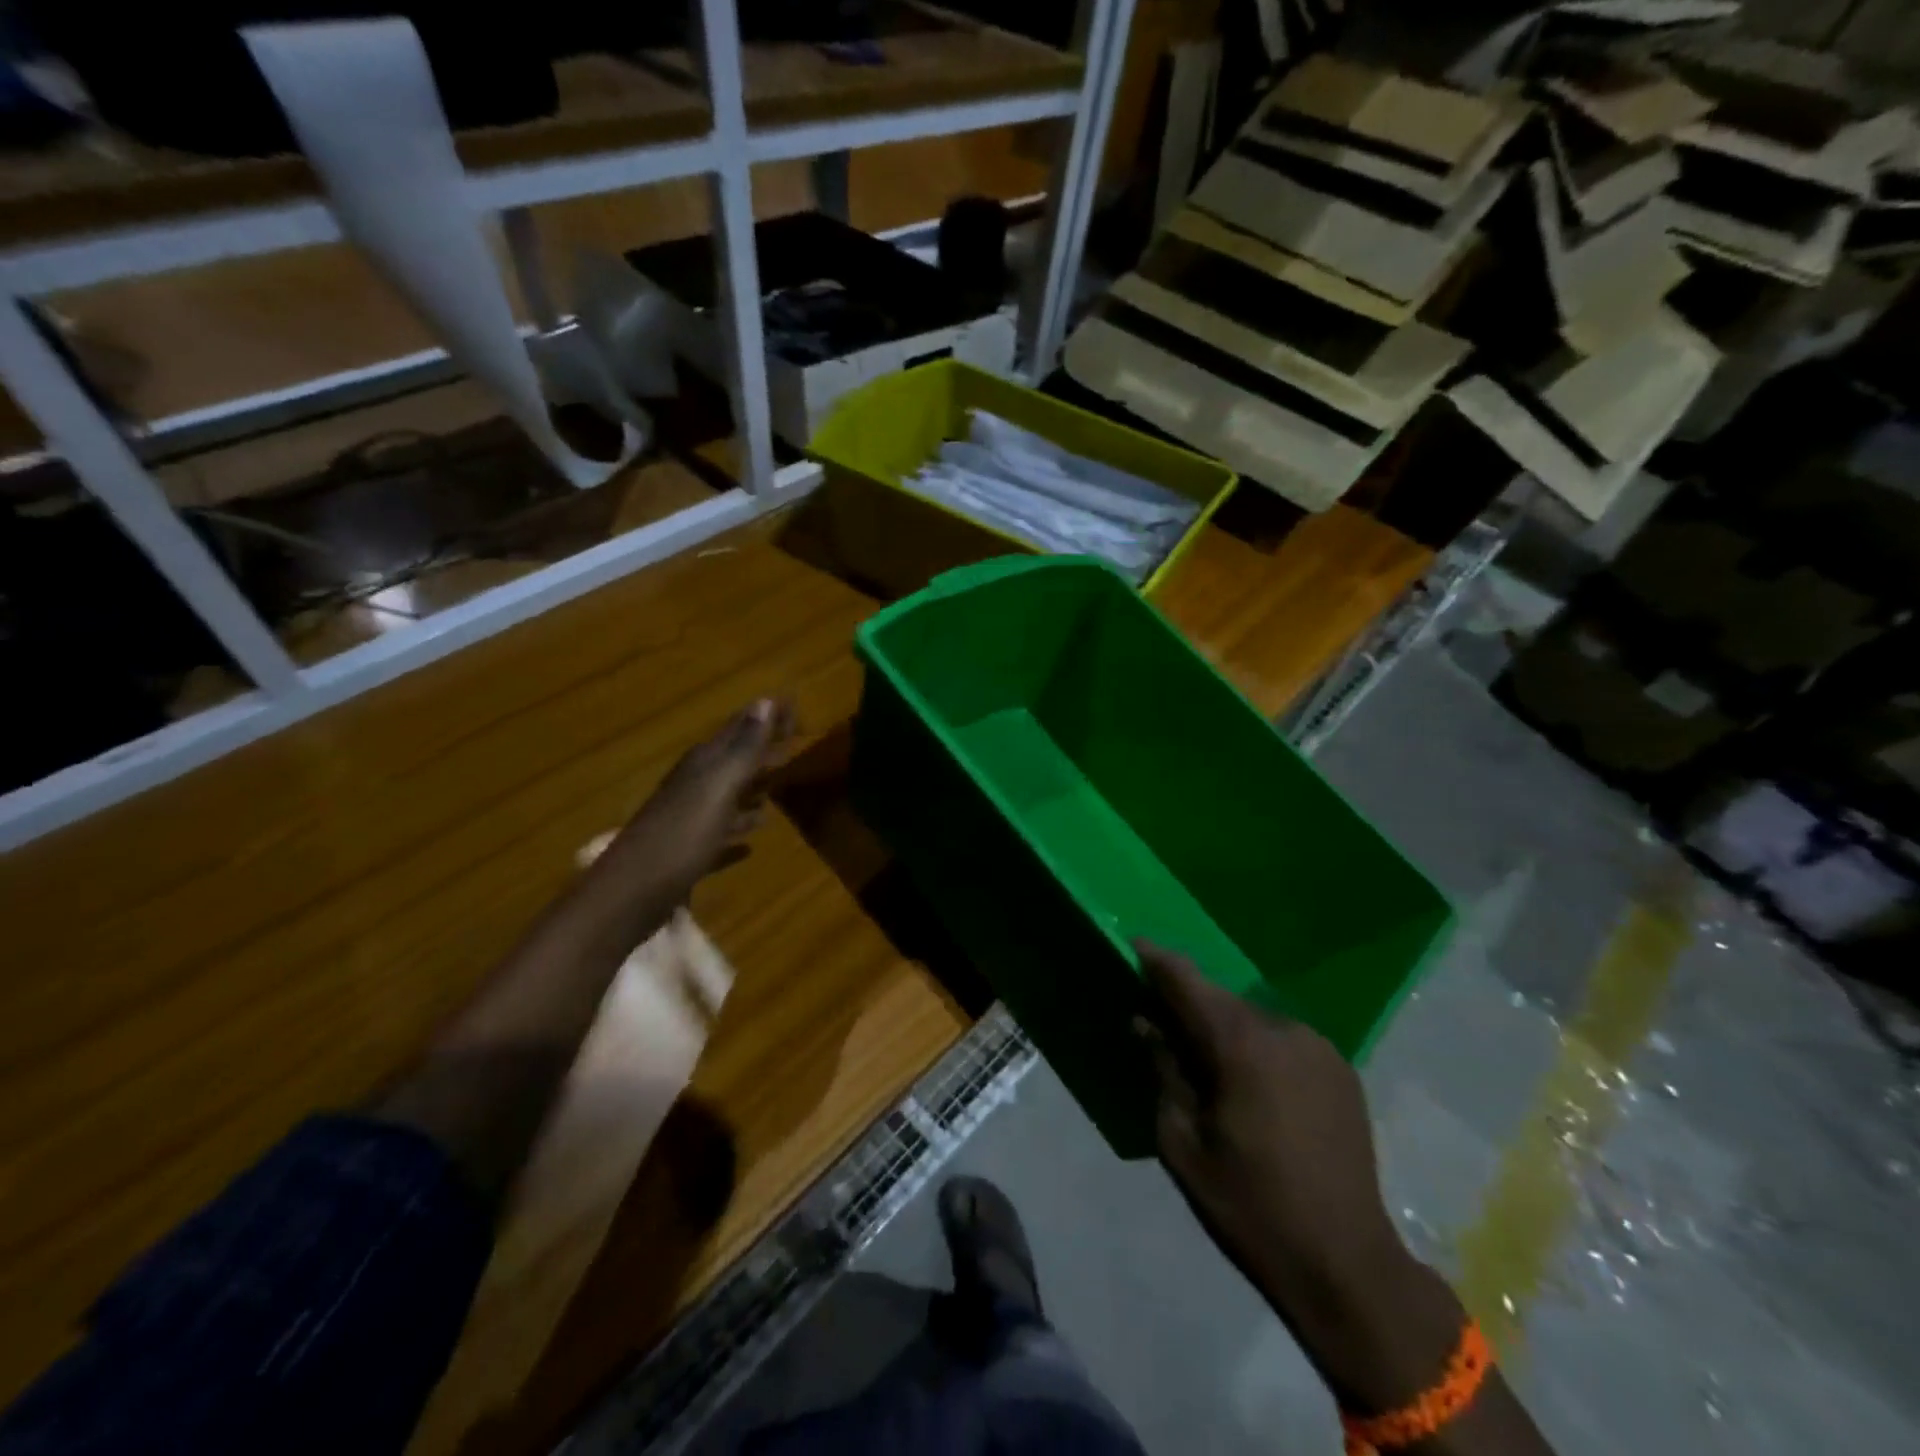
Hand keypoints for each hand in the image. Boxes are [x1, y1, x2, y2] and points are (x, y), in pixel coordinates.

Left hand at [600, 698, 794, 909]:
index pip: (742, 728)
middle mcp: (696, 785)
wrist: (630, 894)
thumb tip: (766, 701)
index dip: (768, 717)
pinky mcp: (687, 853)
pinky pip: (719, 836)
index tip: (796, 707)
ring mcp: (689, 820)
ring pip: (728, 797)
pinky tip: (751, 844)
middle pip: (736, 760)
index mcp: (704, 765)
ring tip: (778, 788)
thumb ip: (743, 748)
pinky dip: (736, 832)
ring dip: (752, 790)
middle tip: (795, 743)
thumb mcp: (718, 788)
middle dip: (765, 750)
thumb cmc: (681, 837)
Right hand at [1134, 942, 1403, 1310]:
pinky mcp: (1340, 1069)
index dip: (1157, 961)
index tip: (1133, 945)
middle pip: (1221, 1000)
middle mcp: (1283, 1031)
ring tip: (1204, 1056)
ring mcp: (1318, 1048)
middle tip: (1158, 1014)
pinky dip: (1257, 1046)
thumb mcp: (1183, 1142)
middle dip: (1188, 1001)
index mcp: (1242, 1045)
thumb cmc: (1250, 1205)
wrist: (1346, 1264)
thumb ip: (1164, 1071)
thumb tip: (1147, 1024)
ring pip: (1253, 1020)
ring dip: (1224, 1027)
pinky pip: (1282, 1041)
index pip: (1188, 983)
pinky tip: (1249, 1080)